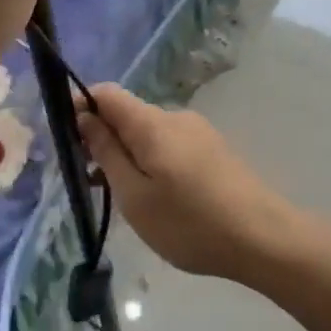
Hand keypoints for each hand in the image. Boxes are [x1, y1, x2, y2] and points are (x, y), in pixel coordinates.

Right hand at [76, 84, 297, 282]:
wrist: (263, 237)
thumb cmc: (190, 222)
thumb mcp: (134, 196)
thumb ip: (107, 153)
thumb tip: (85, 117)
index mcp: (152, 123)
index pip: (107, 93)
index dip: (81, 106)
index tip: (67, 139)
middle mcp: (176, 117)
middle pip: (128, 115)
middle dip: (103, 139)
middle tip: (92, 183)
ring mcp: (199, 132)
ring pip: (149, 133)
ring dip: (128, 155)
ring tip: (126, 199)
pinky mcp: (214, 150)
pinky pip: (170, 146)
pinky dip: (152, 163)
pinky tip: (159, 199)